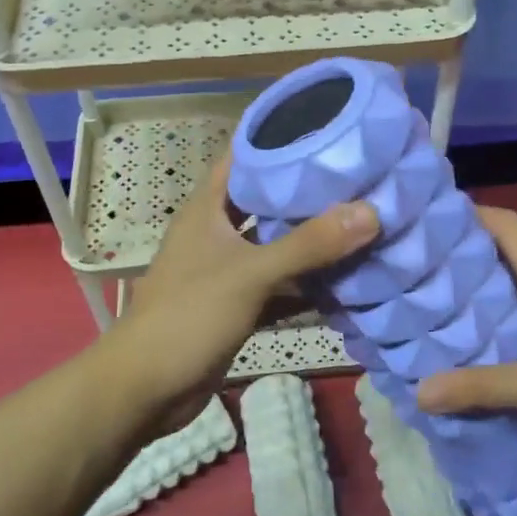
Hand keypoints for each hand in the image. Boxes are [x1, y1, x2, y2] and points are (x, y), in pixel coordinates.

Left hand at [111, 150, 378, 430]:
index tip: (327, 126)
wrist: (146, 389)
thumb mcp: (251, 273)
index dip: (279, 138)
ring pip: (275, 245)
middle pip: (266, 200)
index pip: (243, 156)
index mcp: (208, 208)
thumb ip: (309, 244)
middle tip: (359, 177)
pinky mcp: (236, 305)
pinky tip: (344, 280)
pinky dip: (305, 285)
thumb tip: (370, 212)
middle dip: (307, 192)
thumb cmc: (190, 315)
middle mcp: (216, 231)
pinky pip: (278, 286)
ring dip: (310, 240)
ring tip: (361, 221)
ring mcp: (226, 270)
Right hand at [414, 207, 516, 444]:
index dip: (470, 213)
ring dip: (489, 285)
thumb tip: (420, 391)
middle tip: (426, 269)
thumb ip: (482, 388)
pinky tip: (497, 339)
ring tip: (449, 304)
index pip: (506, 224)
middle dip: (468, 254)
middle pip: (508, 250)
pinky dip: (511, 310)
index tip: (432, 221)